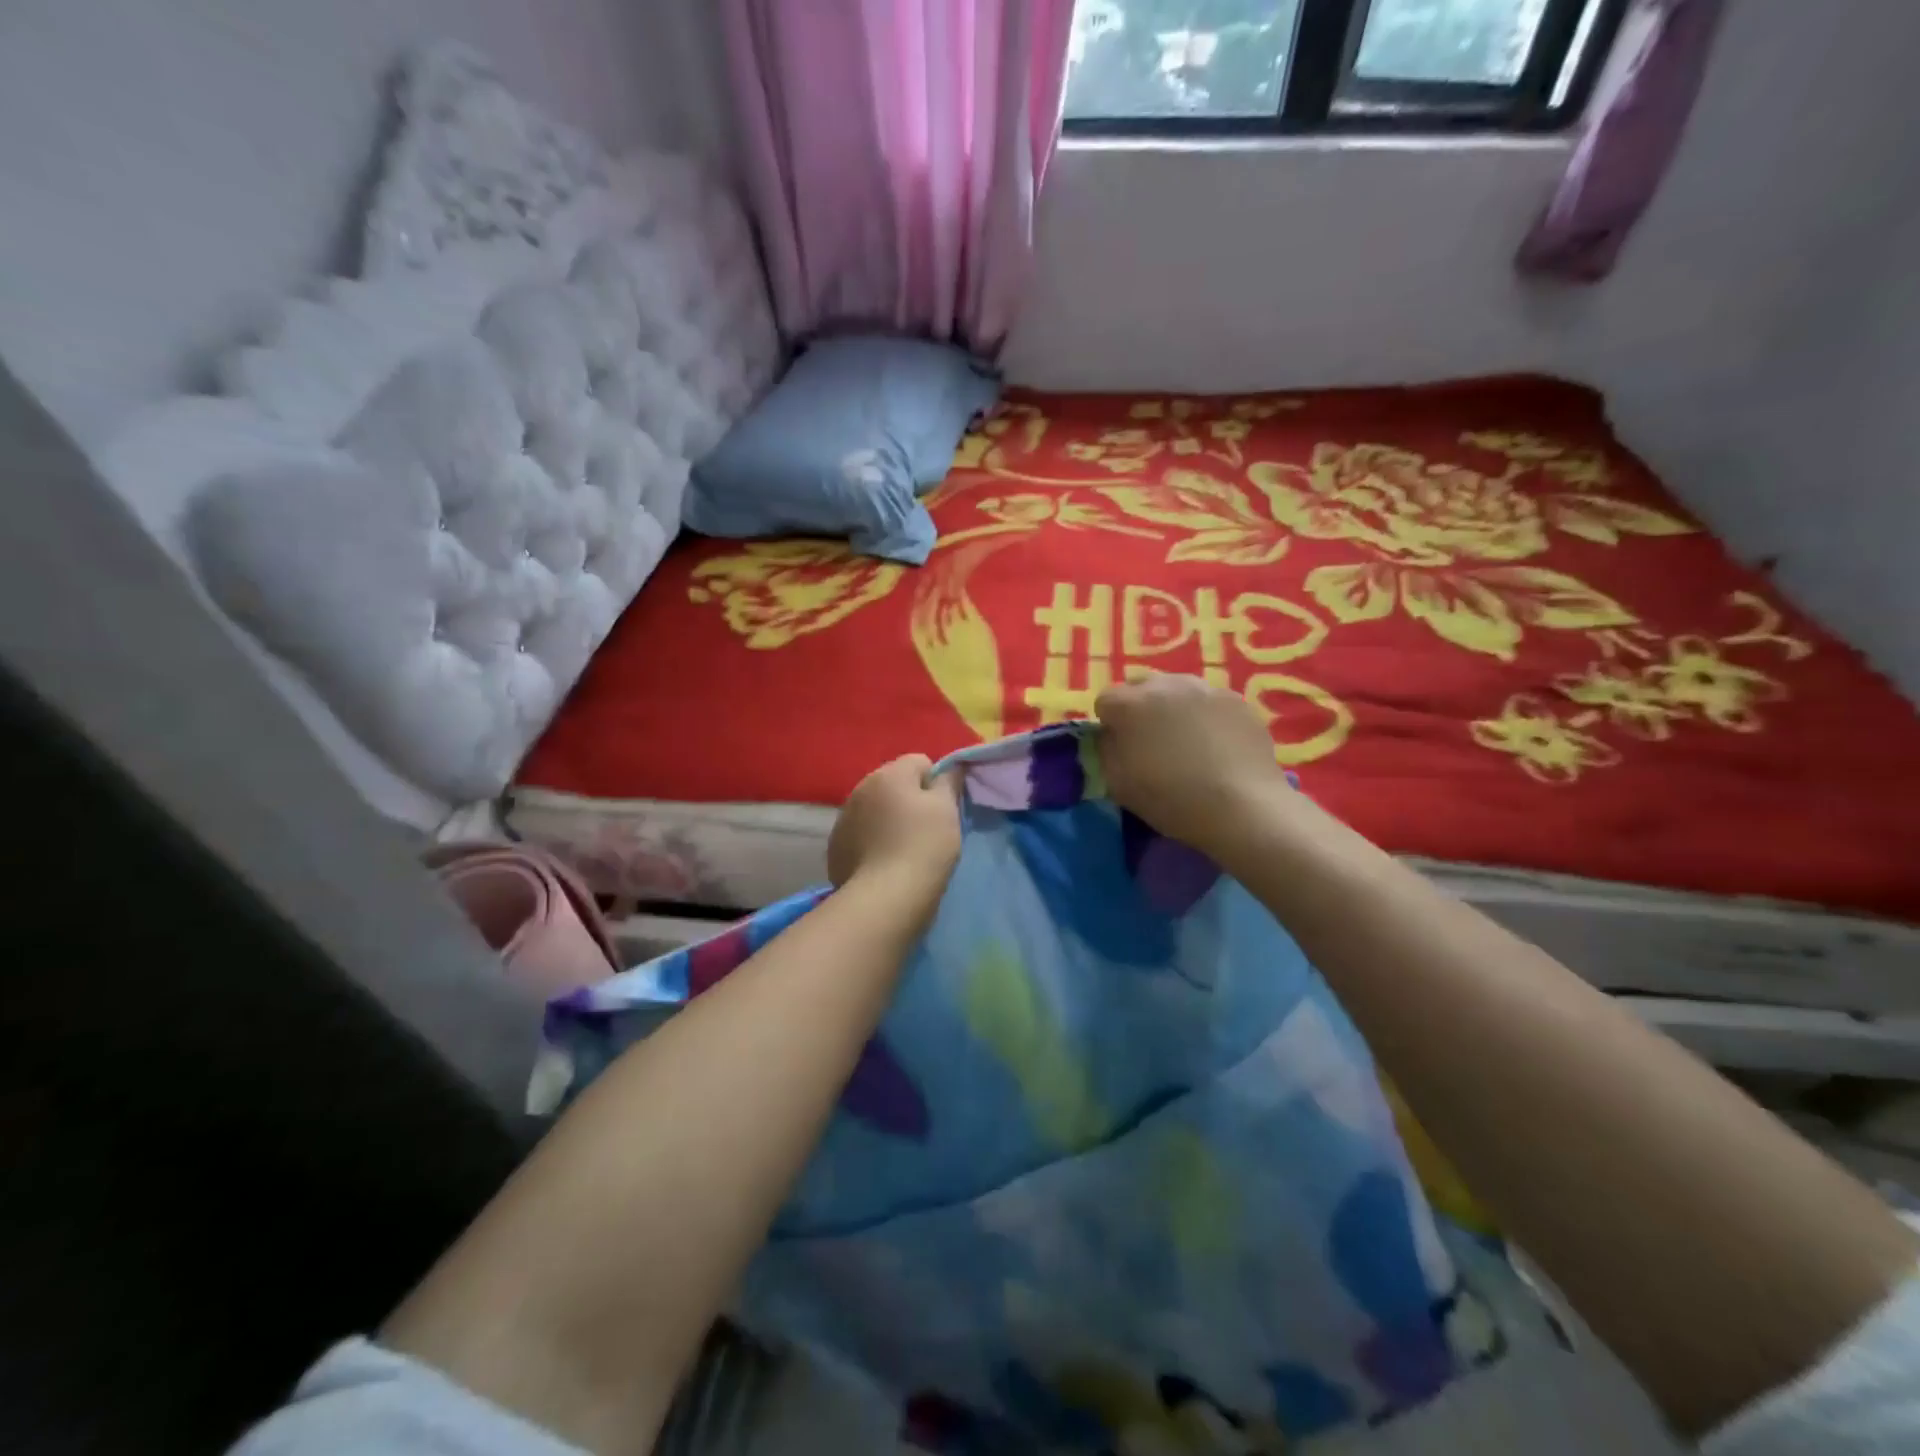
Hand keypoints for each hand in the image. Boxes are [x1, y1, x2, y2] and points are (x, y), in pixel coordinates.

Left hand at [827, 755, 963, 895]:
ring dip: (888, 819)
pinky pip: (860, 833)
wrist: (885, 897)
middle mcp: (860, 788)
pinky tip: (882, 862)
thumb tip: (951, 767)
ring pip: (875, 808)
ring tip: (902, 848)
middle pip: (893, 784)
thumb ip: (949, 781)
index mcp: (889, 774)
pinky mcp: (835, 846)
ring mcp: (843, 817)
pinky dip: (871, 840)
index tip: (944, 809)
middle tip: (925, 829)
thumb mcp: (947, 810)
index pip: (920, 762)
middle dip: (909, 799)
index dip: (936, 782)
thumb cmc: (924, 846)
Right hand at [1095, 674, 1287, 853]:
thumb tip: (1112, 735)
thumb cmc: (1172, 799)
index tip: (1121, 747)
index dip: (1110, 724)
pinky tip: (1215, 744)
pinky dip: (1204, 715)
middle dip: (1140, 708)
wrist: (1242, 807)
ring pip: (1177, 689)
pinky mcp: (1236, 699)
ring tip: (1186, 740)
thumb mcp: (1118, 784)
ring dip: (1172, 707)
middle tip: (1151, 741)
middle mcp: (1165, 684)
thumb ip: (1107, 750)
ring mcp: (1204, 688)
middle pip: (1141, 686)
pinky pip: (1208, 700)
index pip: (1105, 701)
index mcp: (1130, 704)